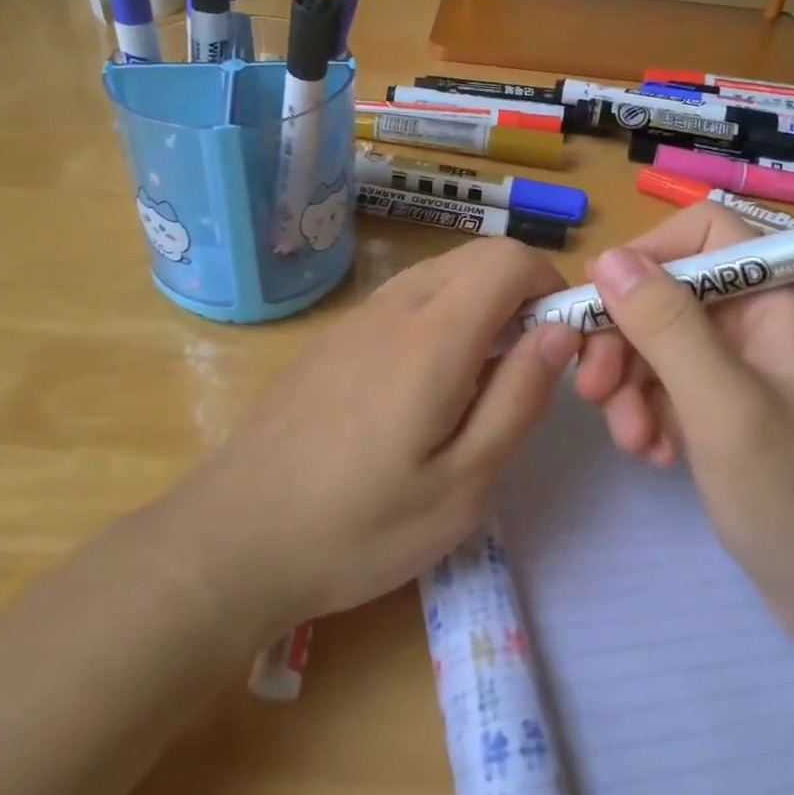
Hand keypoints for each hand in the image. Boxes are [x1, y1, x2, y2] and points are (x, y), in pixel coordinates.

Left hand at [185, 237, 580, 634]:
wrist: (233, 538)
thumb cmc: (359, 527)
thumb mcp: (463, 485)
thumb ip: (518, 398)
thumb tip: (558, 332)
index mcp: (434, 336)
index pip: (510, 259)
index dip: (550, 285)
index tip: (560, 341)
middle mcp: (395, 307)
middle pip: (478, 256)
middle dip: (520, 291)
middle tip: (526, 365)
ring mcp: (357, 317)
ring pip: (441, 272)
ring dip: (479, 302)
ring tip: (478, 379)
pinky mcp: (333, 336)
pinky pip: (405, 297)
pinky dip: (440, 314)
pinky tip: (424, 385)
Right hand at [575, 202, 793, 637]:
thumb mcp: (724, 406)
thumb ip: (666, 326)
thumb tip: (607, 257)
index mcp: (774, 301)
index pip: (703, 233)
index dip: (646, 254)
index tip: (598, 303)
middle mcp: (756, 323)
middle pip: (668, 292)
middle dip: (624, 337)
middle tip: (591, 389)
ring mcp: (740, 369)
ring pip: (658, 342)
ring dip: (630, 384)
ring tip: (631, 440)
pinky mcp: (724, 410)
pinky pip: (667, 385)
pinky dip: (648, 412)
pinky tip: (653, 454)